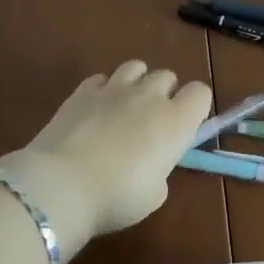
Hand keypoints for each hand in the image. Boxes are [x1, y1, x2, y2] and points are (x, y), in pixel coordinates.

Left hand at [0, 60, 211, 251]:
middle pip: (167, 76)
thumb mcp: (154, 195)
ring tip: (125, 107)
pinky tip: (95, 110)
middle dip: (164, 93)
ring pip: (136, 66)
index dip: (194, 106)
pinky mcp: (82, 90)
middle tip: (151, 122)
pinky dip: (103, 90)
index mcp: (175, 122)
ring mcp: (114, 88)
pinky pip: (102, 78)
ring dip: (137, 82)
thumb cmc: (117, 197)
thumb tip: (150, 164)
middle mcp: (149, 97)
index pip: (200, 93)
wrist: (62, 184)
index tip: (184, 126)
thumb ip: (159, 170)